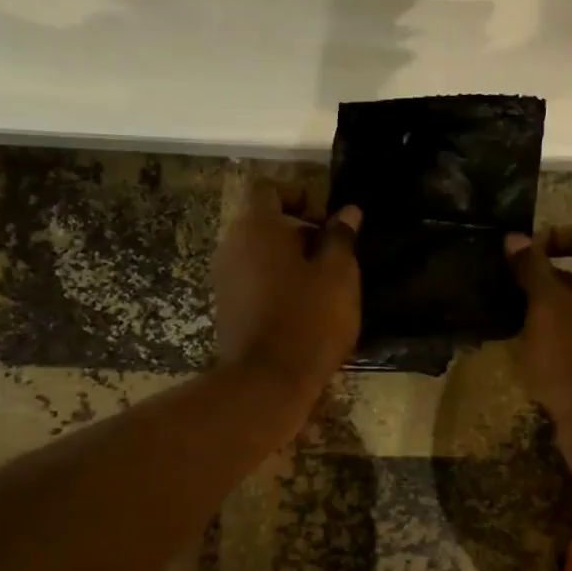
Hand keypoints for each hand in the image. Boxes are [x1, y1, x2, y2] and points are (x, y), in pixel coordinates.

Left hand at [213, 179, 361, 400]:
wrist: (268, 381)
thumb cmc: (309, 318)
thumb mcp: (339, 274)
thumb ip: (341, 237)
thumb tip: (347, 212)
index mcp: (256, 227)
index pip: (270, 189)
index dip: (301, 196)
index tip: (328, 222)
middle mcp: (231, 246)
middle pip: (265, 223)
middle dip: (301, 234)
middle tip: (335, 257)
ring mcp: (224, 279)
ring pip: (260, 255)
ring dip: (291, 263)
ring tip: (324, 287)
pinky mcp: (226, 308)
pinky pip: (254, 282)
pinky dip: (277, 286)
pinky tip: (304, 311)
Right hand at [506, 224, 571, 454]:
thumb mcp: (545, 309)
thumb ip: (532, 269)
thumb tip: (516, 238)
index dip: (550, 238)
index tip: (520, 260)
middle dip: (545, 271)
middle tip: (512, 287)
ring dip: (549, 299)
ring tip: (516, 314)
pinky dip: (560, 323)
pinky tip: (534, 340)